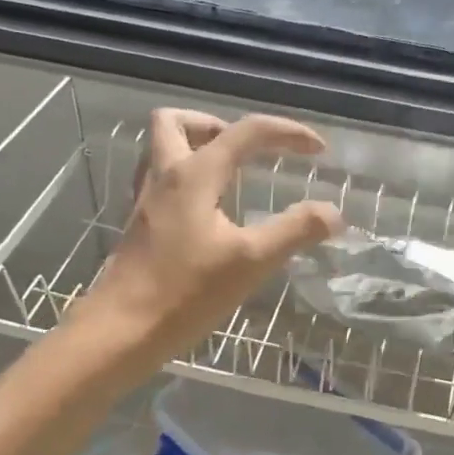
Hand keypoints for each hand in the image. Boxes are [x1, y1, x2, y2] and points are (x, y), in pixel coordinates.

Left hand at [81, 110, 341, 371]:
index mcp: (194, 175)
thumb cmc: (185, 294)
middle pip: (177, 121)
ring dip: (197, 146)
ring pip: (162, 148)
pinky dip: (186, 176)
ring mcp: (146, 201)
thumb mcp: (251, 262)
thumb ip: (296, 230)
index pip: (246, 132)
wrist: (120, 333)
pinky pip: (160, 179)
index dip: (287, 133)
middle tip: (250, 152)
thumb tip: (333, 213)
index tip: (319, 150)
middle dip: (219, 125)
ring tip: (232, 173)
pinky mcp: (140, 225)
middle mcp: (165, 176)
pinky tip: (208, 209)